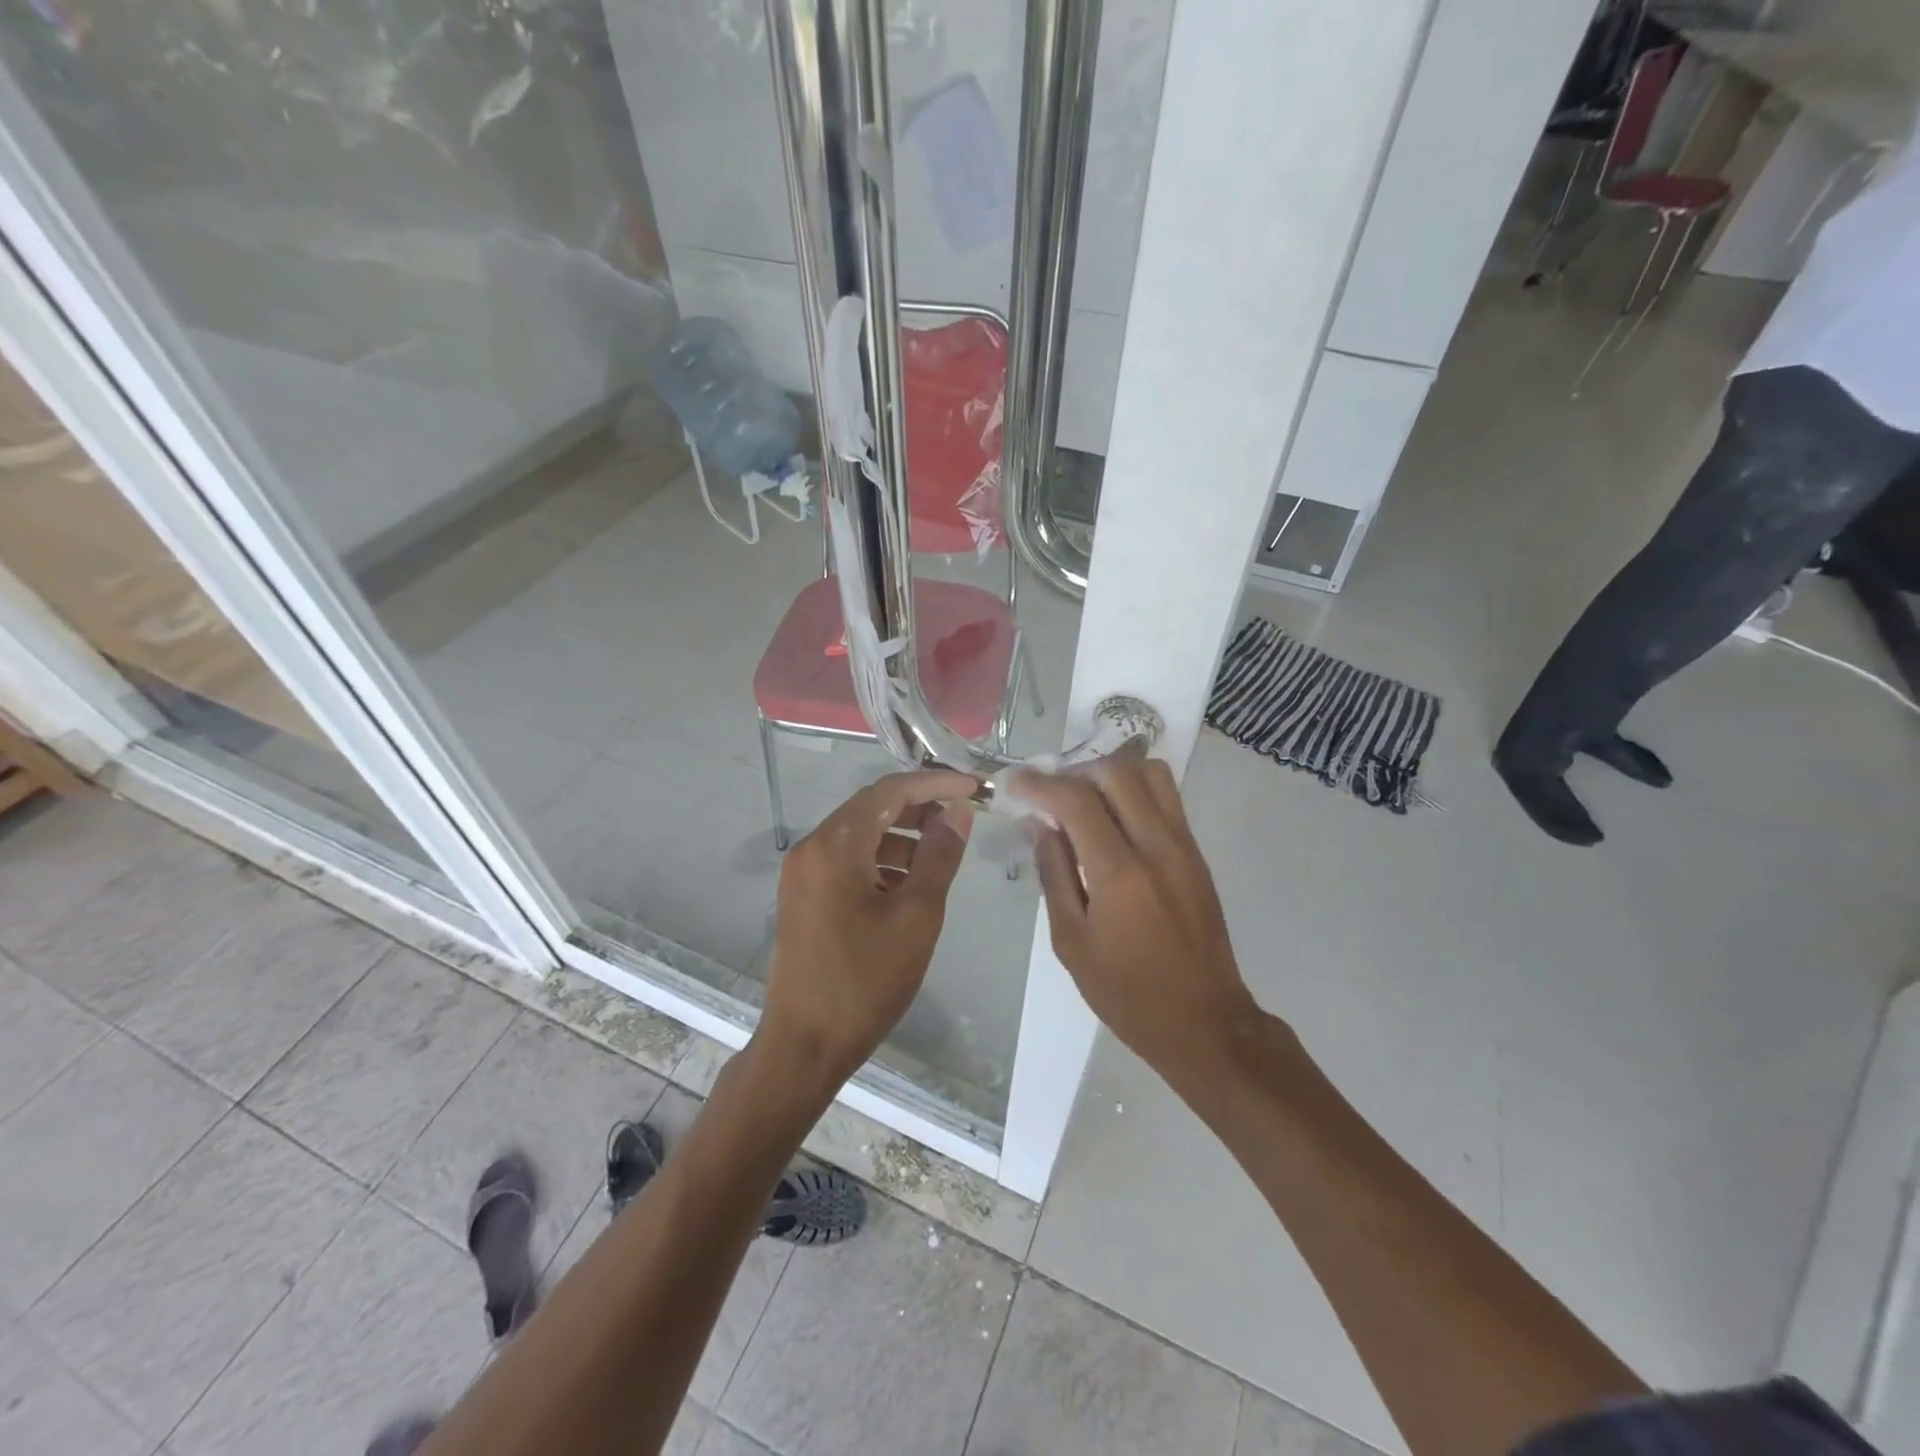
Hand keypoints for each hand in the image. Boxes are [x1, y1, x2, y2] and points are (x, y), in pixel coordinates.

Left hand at [758, 768, 976, 1092]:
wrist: (804, 1045)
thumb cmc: (865, 980)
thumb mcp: (916, 916)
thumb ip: (939, 856)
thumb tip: (957, 812)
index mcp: (835, 845)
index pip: (890, 790)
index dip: (936, 783)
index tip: (975, 787)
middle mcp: (812, 847)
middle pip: (872, 808)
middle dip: (920, 807)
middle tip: (964, 816)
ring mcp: (802, 872)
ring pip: (860, 835)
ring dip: (902, 836)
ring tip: (943, 853)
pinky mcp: (803, 896)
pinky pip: (847, 861)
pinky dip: (881, 861)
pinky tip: (910, 883)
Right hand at [1009, 759, 1257, 1076]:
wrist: (1205, 1022)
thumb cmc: (1127, 993)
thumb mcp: (1071, 941)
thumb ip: (1053, 873)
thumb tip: (1038, 824)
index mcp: (1120, 873)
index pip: (1076, 800)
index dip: (1040, 784)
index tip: (1016, 783)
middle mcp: (1157, 846)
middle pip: (1117, 772)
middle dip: (1074, 772)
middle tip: (1049, 793)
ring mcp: (1184, 846)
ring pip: (1150, 774)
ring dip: (1109, 773)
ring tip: (1083, 798)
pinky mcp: (1197, 853)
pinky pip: (1166, 797)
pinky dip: (1134, 789)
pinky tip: (1111, 817)